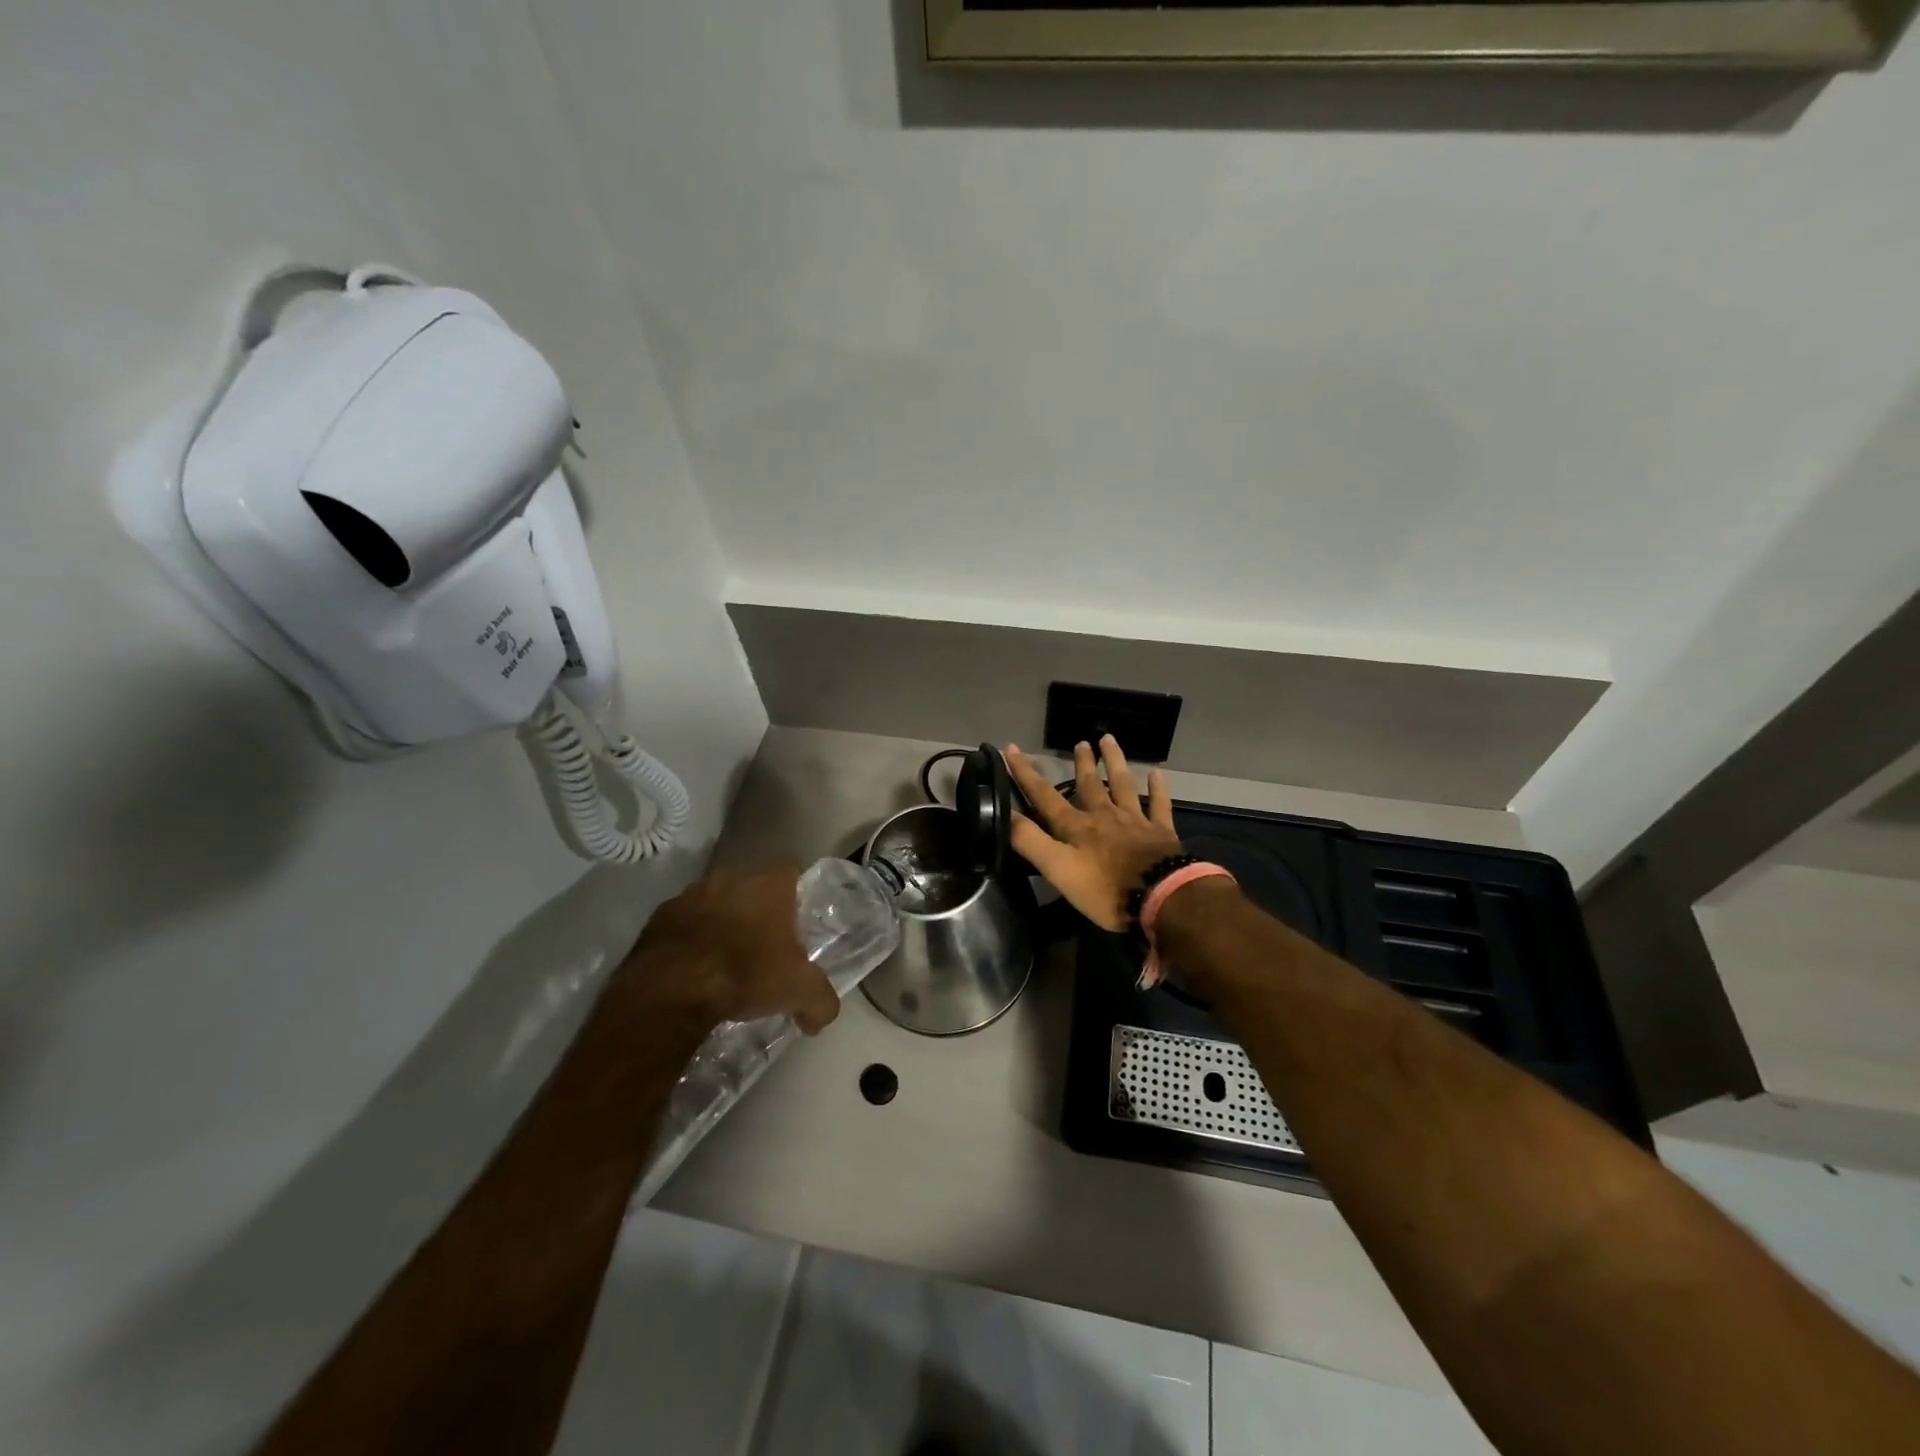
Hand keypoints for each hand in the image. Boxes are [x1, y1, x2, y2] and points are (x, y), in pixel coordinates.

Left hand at [618, 863, 840, 1033]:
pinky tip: (692, 966)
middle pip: (750, 884)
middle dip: (756, 907)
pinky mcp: (658, 916)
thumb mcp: (798, 992)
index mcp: (769, 884)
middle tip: (762, 941)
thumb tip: (823, 1015)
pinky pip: (683, 921)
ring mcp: (690, 894)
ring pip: (714, 900)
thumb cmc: (746, 975)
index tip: (796, 917)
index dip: (795, 890)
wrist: (671, 990)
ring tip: (724, 957)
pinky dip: (689, 937)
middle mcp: (730, 877)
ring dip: (720, 920)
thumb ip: (821, 1000)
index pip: (790, 868)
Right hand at [1006, 736, 1181, 932]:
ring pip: (1122, 785)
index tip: (1012, 748)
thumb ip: (1030, 841)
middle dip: (1081, 764)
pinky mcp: (1161, 833)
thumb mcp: (1058, 869)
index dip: (1026, 773)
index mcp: (1076, 827)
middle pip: (1089, 785)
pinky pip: (1159, 805)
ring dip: (1115, 762)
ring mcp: (1134, 821)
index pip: (1044, 796)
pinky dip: (1158, 788)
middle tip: (1079, 742)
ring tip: (1109, 740)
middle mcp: (1103, 816)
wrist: (1162, 898)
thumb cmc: (1105, 889)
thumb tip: (1002, 813)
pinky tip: (1157, 773)